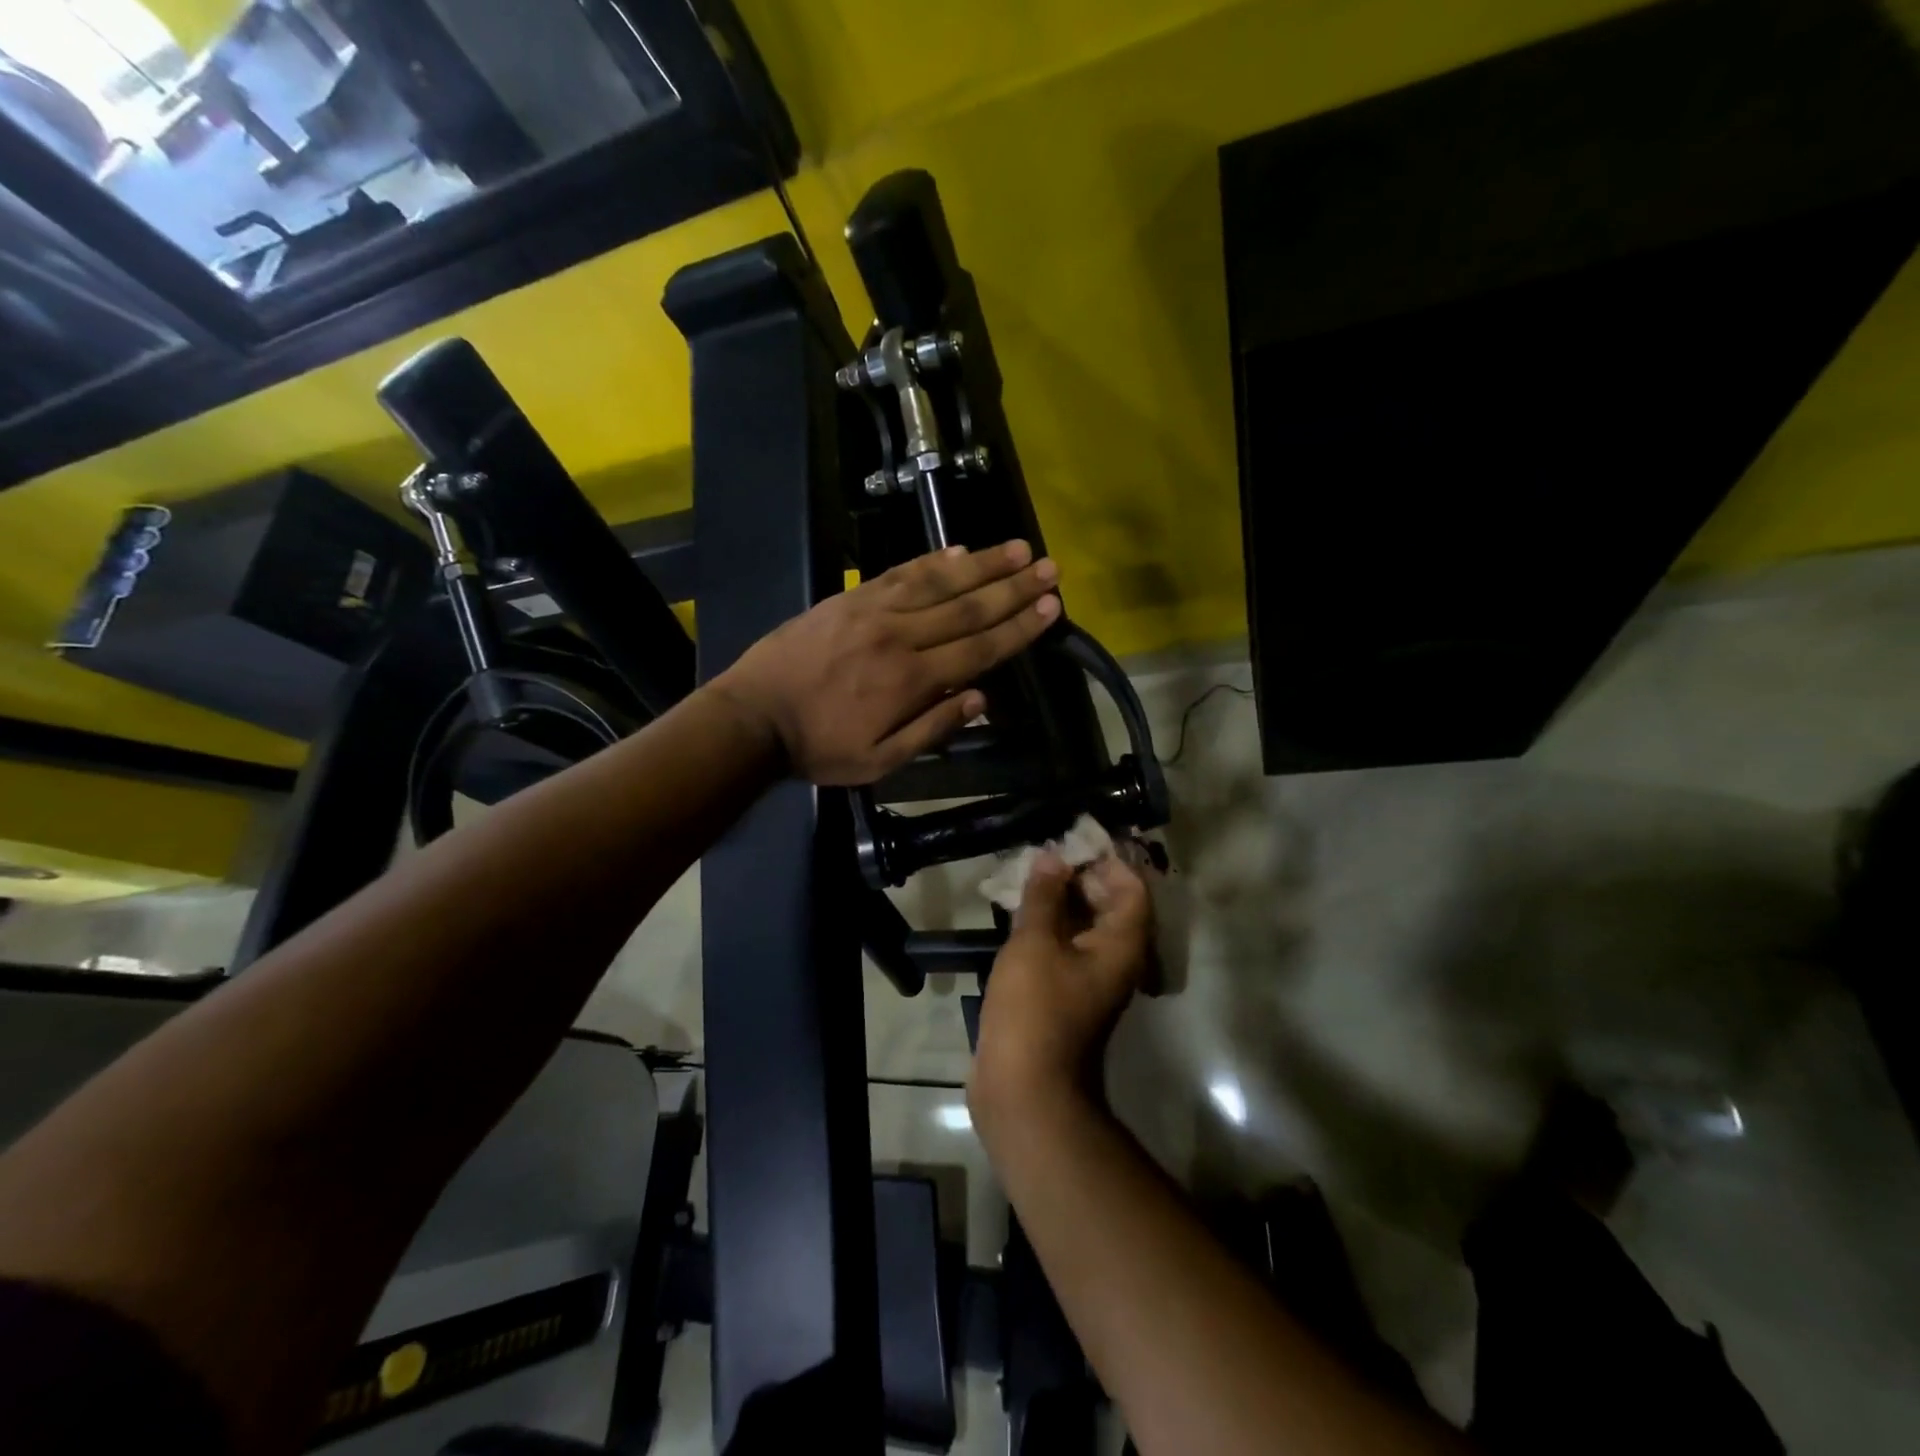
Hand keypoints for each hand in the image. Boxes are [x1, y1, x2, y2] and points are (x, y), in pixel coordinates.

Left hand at [712, 540, 1059, 785]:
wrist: (753, 716)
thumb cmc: (819, 747)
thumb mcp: (880, 760)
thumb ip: (932, 729)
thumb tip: (981, 697)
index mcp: (911, 680)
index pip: (979, 648)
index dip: (1019, 627)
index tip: (1051, 606)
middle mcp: (900, 636)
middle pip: (968, 607)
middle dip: (1014, 588)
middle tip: (1050, 568)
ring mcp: (873, 610)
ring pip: (939, 582)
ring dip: (983, 564)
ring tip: (1018, 549)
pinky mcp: (850, 598)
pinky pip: (899, 573)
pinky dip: (932, 560)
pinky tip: (958, 550)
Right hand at [970, 851, 1153, 1147]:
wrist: (1024, 1089)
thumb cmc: (1035, 1010)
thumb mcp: (1036, 944)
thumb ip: (1045, 896)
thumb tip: (1052, 857)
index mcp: (1121, 945)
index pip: (1132, 888)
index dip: (1109, 859)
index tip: (1075, 838)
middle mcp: (1114, 960)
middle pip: (1109, 905)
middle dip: (1080, 875)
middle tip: (1044, 853)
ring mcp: (1089, 979)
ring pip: (1083, 926)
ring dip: (1060, 899)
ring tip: (1028, 874)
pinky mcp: (1063, 994)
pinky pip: (1064, 946)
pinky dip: (1048, 925)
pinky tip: (1018, 912)